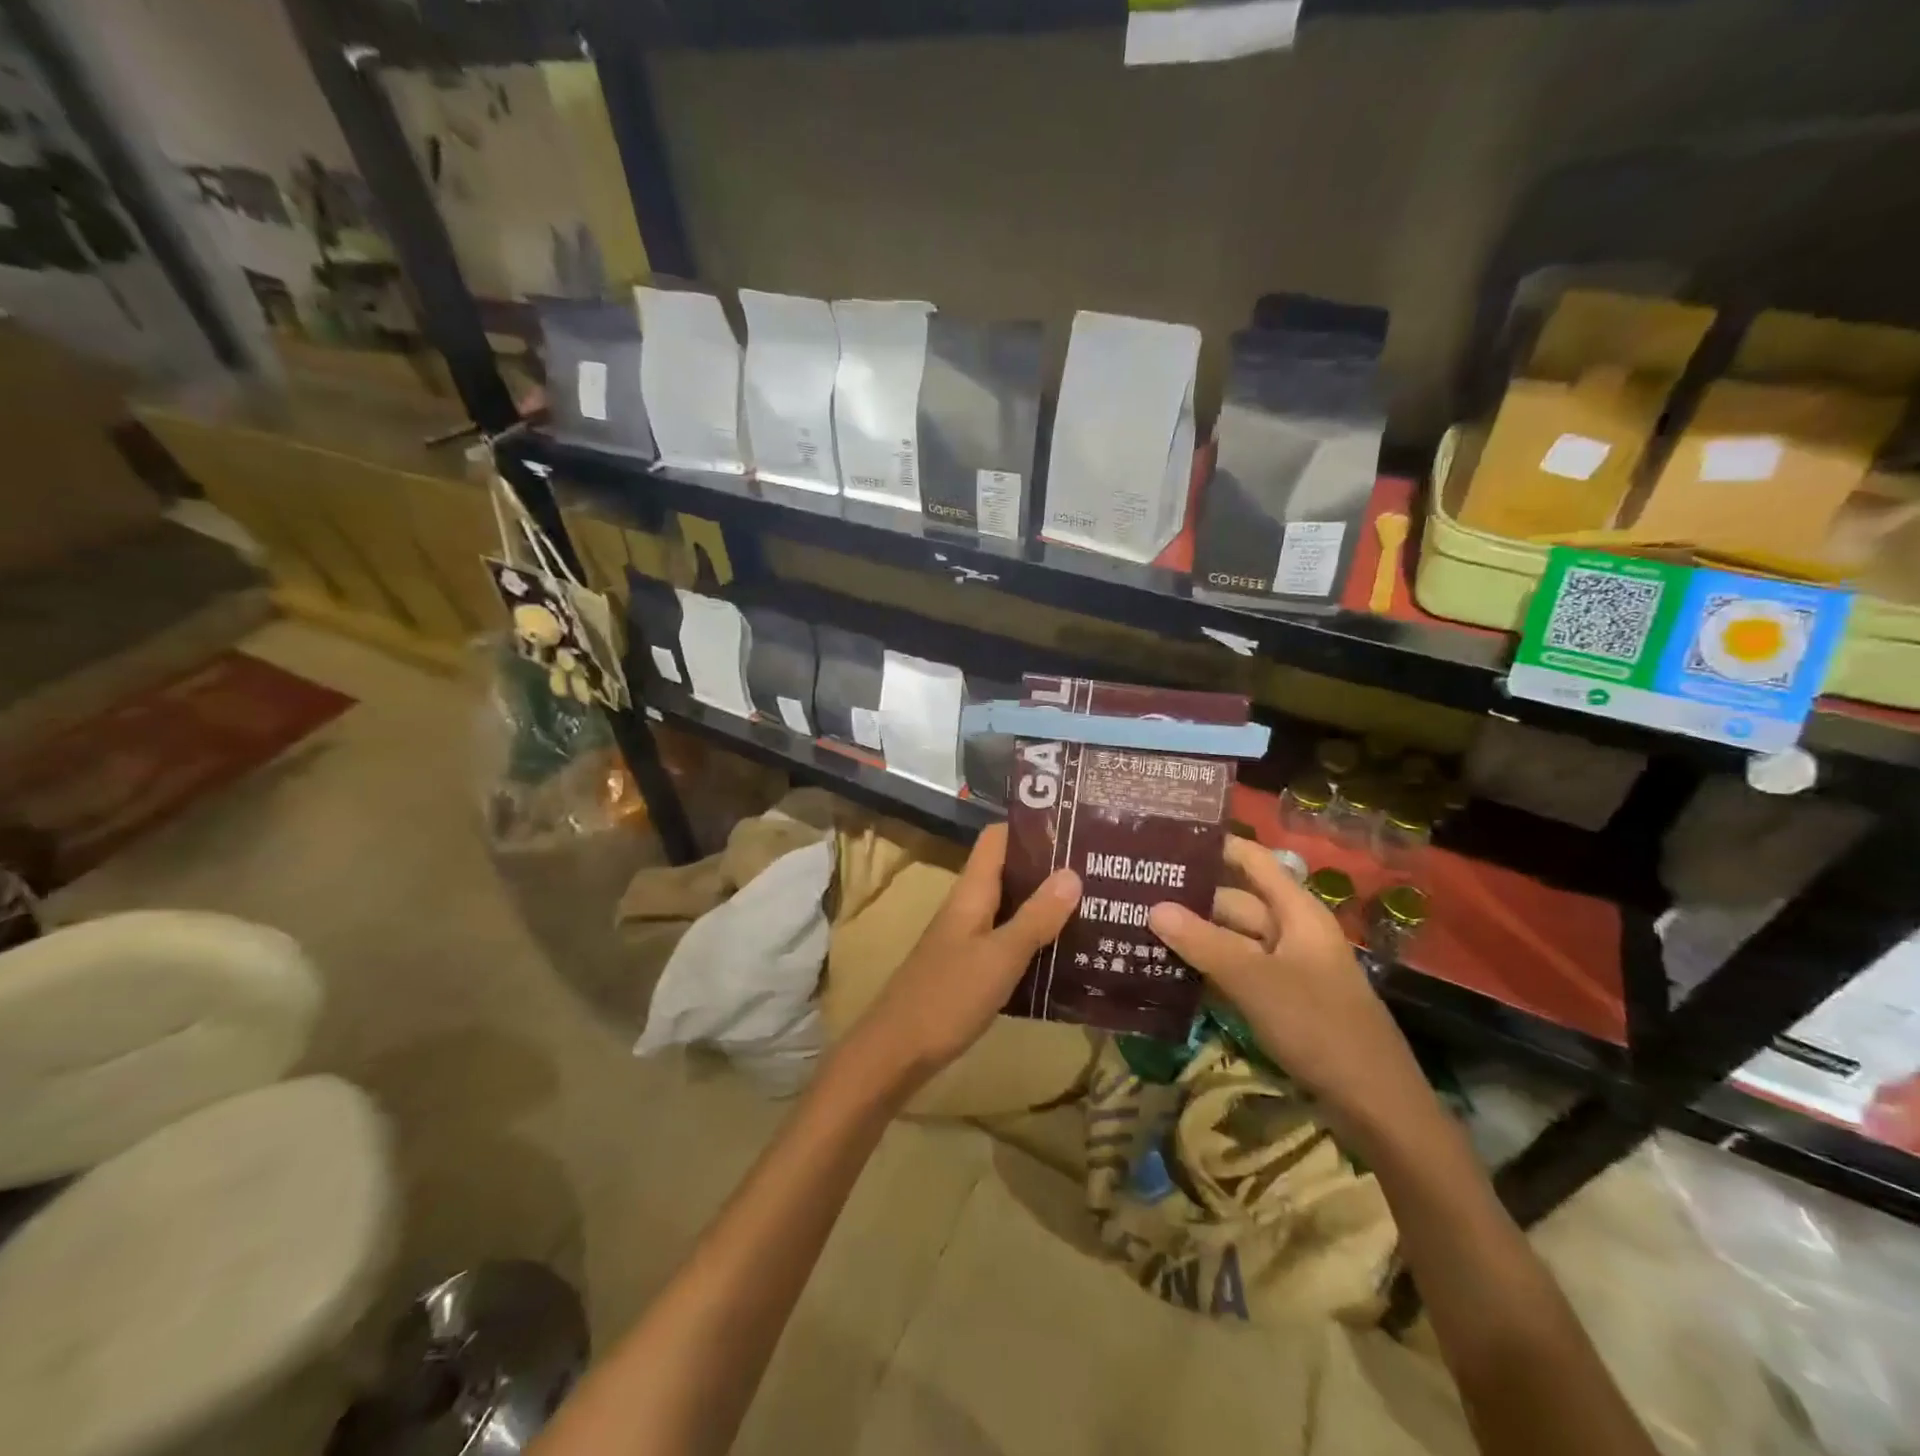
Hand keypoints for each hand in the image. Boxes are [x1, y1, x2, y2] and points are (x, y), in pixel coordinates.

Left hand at [843, 824, 1080, 1093]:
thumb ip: (1035, 917)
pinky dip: (1034, 938)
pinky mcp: (970, 967)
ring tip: (1094, 906)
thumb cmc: (948, 997)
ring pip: (1011, 907)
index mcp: (971, 892)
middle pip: (1009, 871)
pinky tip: (1066, 952)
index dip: (1031, 827)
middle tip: (1099, 869)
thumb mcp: (1000, 957)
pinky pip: (1007, 939)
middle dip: (1049, 868)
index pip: (997, 839)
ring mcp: (967, 938)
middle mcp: (968, 907)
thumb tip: (1072, 872)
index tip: (1075, 826)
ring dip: (1045, 904)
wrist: (897, 1051)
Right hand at [1150, 837, 1435, 1134]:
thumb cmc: (1320, 1027)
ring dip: (1194, 936)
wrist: (1376, 1106)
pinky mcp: (1280, 1001)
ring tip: (1140, 929)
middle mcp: (1291, 932)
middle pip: (1235, 902)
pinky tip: (1168, 973)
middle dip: (1190, 899)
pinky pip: (1236, 972)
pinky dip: (1207, 969)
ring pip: (1232, 940)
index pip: (1252, 861)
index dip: (1215, 847)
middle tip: (1135, 895)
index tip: (1166, 841)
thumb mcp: (1255, 981)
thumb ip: (1203, 943)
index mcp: (1297, 912)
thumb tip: (1153, 907)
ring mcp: (1287, 968)